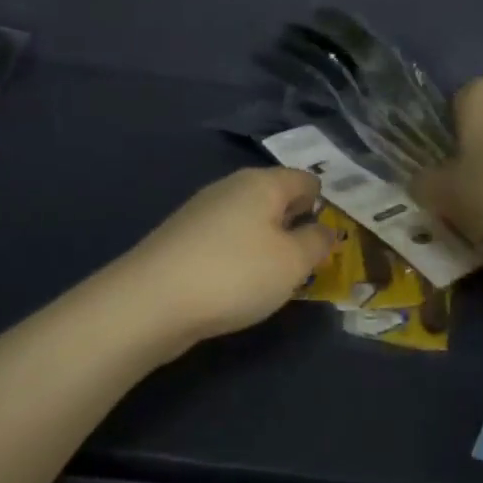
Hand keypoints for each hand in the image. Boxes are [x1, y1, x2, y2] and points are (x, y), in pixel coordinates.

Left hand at [120, 168, 332, 346]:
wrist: (151, 302)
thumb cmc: (235, 274)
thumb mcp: (292, 262)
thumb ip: (316, 242)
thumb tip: (324, 229)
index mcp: (261, 183)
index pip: (305, 180)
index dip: (324, 205)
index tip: (332, 239)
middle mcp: (230, 188)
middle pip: (275, 198)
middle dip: (295, 226)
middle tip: (310, 262)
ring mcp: (201, 212)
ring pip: (250, 220)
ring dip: (267, 244)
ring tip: (277, 279)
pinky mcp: (182, 239)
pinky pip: (226, 240)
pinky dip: (240, 257)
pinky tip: (239, 285)